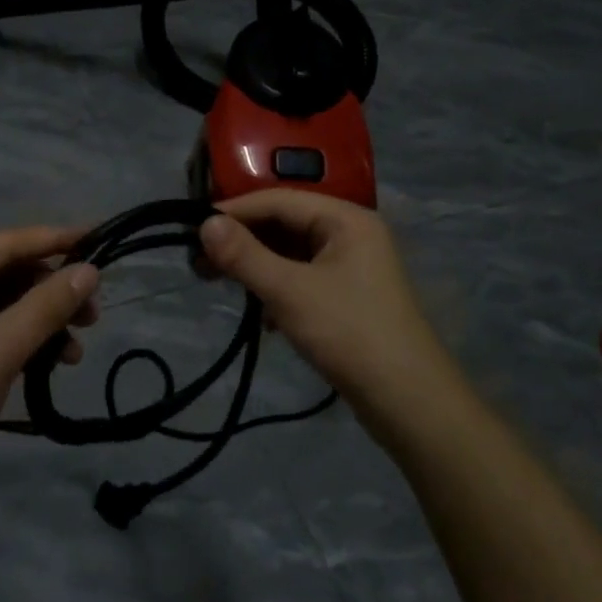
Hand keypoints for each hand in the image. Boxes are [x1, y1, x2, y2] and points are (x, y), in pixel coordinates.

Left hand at [0, 226, 100, 499]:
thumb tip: (90, 271)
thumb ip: (44, 307)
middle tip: (93, 316)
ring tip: (74, 352)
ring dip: (35, 320)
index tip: (101, 238)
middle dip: (48, 291)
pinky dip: (12, 338)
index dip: (55, 241)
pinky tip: (44, 362)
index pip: (3, 242)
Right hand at [199, 190, 455, 427]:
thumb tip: (204, 223)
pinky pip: (302, 278)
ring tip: (221, 283)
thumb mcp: (289, 291)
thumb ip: (245, 255)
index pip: (277, 200)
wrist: (409, 402)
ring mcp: (352, 267)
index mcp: (345, 219)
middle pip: (285, 224)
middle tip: (199, 262)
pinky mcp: (348, 297)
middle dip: (243, 241)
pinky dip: (277, 288)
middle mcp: (351, 234)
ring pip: (291, 253)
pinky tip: (263, 316)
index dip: (233, 212)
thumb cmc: (350, 334)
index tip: (191, 229)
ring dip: (257, 266)